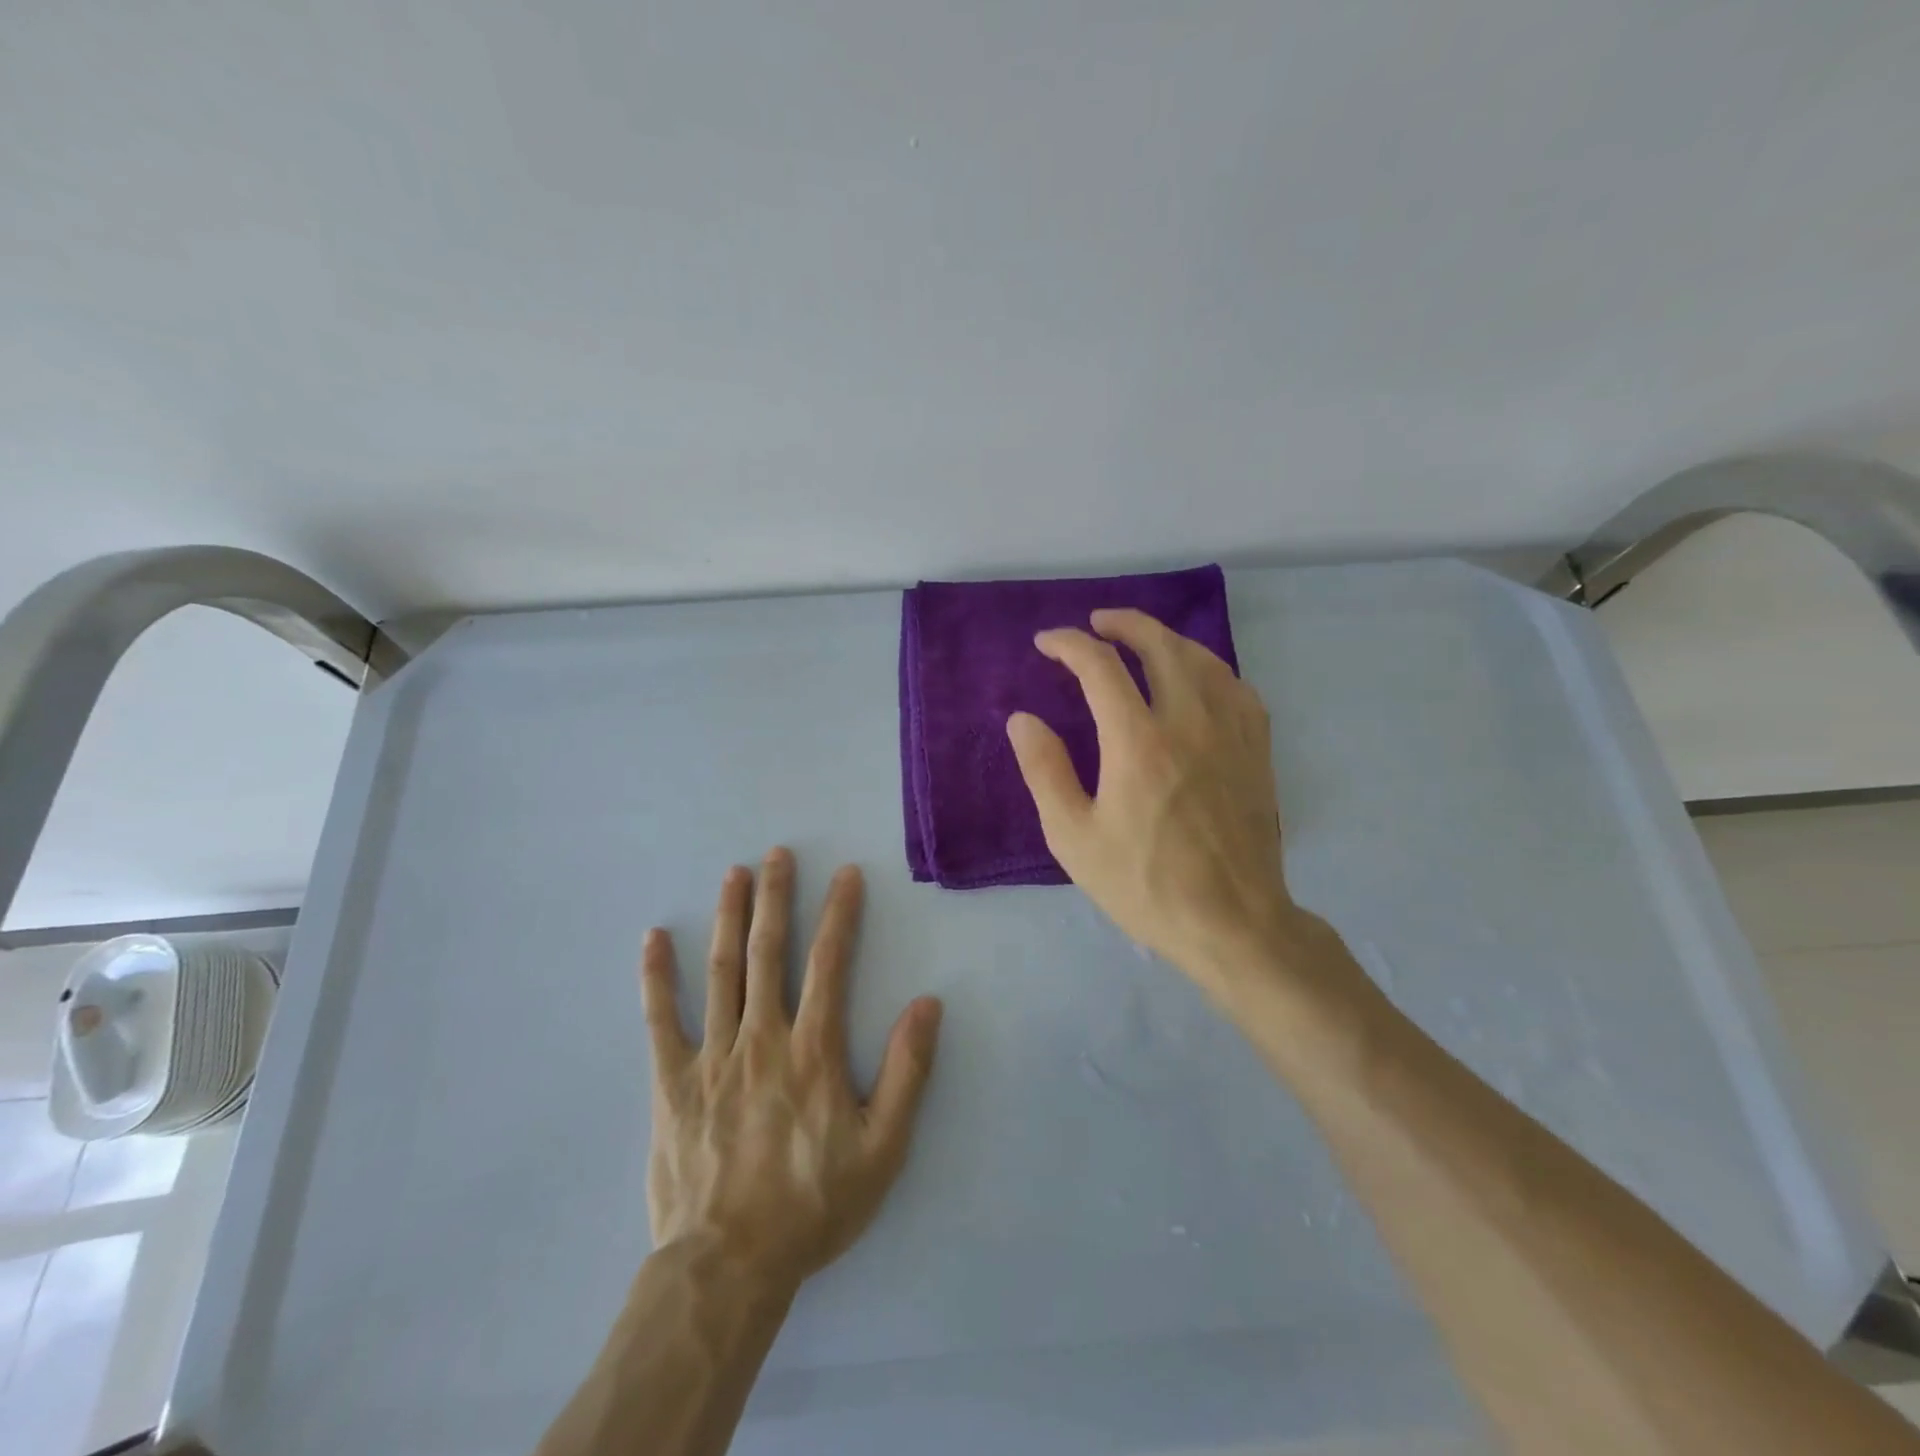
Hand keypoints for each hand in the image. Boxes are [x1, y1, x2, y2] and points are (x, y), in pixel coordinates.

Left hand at [641, 848, 942, 1296]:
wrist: (728, 1266)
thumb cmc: (812, 1206)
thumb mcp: (883, 1148)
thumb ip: (908, 1072)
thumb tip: (926, 1004)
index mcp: (811, 1050)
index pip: (828, 964)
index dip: (839, 915)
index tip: (845, 875)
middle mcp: (761, 1038)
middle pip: (768, 953)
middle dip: (776, 898)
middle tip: (777, 854)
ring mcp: (711, 1057)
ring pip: (720, 972)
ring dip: (728, 918)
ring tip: (733, 874)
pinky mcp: (670, 1083)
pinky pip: (660, 1020)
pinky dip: (656, 977)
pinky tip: (653, 940)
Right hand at [1006, 609, 1341, 1004]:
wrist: (1232, 922)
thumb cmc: (1144, 884)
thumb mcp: (1073, 837)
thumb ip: (1045, 770)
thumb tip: (1022, 719)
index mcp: (1138, 741)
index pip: (1100, 666)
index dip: (1069, 645)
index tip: (1047, 644)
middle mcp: (1189, 722)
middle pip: (1160, 645)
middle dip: (1124, 624)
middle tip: (1098, 623)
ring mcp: (1231, 733)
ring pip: (1204, 660)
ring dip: (1168, 639)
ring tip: (1144, 641)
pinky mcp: (1257, 752)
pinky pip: (1238, 689)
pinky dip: (1211, 670)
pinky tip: (1200, 680)